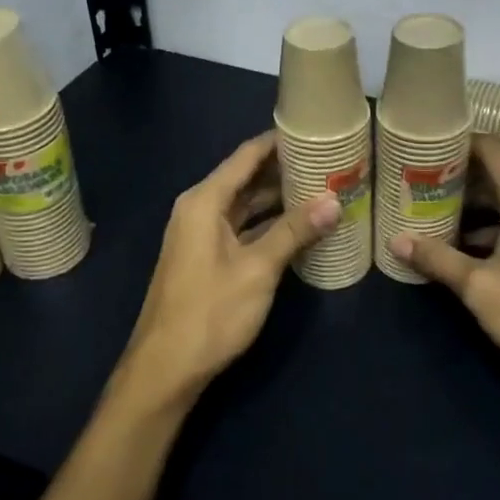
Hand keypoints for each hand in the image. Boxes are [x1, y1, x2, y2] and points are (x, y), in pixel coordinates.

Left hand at [116, 131, 339, 410]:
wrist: (165, 369)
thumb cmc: (210, 312)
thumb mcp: (258, 269)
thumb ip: (294, 231)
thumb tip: (334, 200)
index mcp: (205, 201)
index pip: (246, 156)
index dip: (279, 141)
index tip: (314, 130)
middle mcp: (200, 209)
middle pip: (246, 177)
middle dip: (285, 169)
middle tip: (329, 161)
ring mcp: (202, 235)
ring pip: (246, 204)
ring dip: (279, 198)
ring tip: (322, 187)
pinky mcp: (208, 258)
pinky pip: (243, 227)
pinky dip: (269, 223)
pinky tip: (300, 226)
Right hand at [392, 135, 499, 393]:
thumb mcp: (480, 287)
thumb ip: (438, 260)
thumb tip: (396, 240)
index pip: (491, 147)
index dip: (459, 139)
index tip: (425, 143)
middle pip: (493, 172)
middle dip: (455, 173)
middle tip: (414, 177)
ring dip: (467, 203)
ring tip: (427, 208)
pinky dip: (483, 226)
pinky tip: (457, 246)